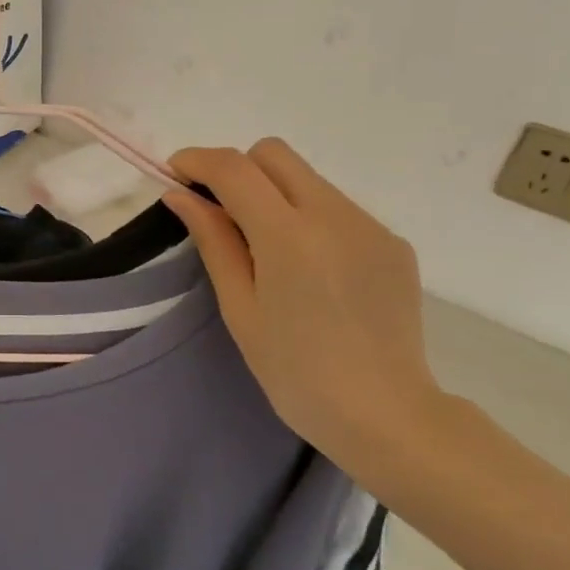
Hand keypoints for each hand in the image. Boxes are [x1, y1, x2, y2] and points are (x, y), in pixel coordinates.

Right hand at [164, 139, 445, 476]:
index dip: (198, 160)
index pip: (235, 168)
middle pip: (275, 154)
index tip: (176, 173)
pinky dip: (309, 219)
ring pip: (308, 179)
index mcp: (289, 236)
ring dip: (274, 194)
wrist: (386, 415)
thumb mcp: (241, 308)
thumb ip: (213, 241)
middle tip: (219, 211)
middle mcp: (335, 215)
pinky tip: (310, 270)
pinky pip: (338, 208)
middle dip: (238, 169)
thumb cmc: (296, 372)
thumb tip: (182, 196)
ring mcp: (370, 226)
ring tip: (268, 250)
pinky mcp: (392, 243)